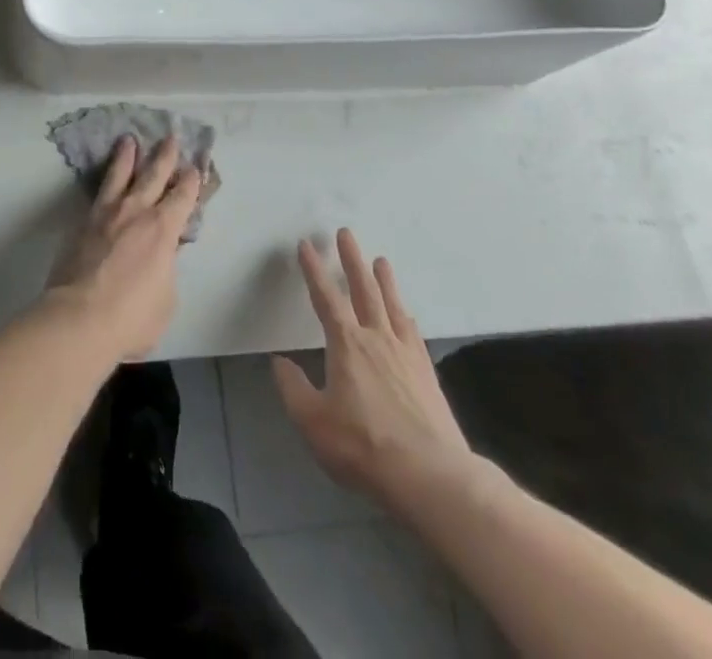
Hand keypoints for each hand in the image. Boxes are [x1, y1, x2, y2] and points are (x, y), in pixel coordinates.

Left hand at [45, 135, 202, 361]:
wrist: (80, 317)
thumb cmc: (131, 317)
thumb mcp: (165, 298)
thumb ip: (166, 269)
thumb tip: (162, 254)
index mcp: (163, 230)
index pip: (182, 198)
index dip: (190, 182)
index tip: (194, 168)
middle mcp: (136, 212)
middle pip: (153, 175)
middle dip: (165, 156)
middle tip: (170, 137)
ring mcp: (107, 214)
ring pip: (120, 175)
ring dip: (127, 156)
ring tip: (129, 140)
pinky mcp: (83, 222)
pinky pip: (98, 192)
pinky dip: (105, 179)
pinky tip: (104, 176)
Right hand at [273, 228, 474, 517]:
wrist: (432, 476)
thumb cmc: (364, 446)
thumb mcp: (313, 422)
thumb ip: (293, 389)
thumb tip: (279, 363)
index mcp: (347, 344)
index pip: (326, 297)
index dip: (314, 270)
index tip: (306, 245)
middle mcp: (377, 339)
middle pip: (363, 290)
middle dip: (352, 260)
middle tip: (346, 234)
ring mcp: (406, 355)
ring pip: (392, 306)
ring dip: (384, 281)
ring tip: (380, 260)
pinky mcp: (427, 374)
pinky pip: (413, 334)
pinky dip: (406, 317)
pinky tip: (407, 315)